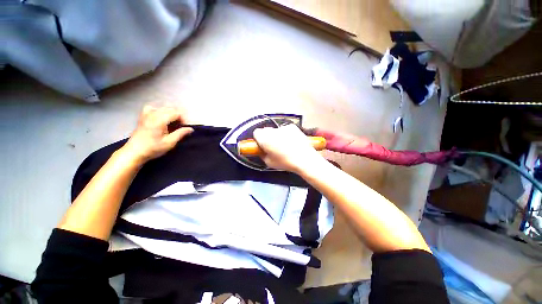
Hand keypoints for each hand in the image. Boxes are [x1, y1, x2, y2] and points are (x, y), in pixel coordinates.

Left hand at [121, 105, 192, 164]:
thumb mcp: (170, 142)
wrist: (134, 152)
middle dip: (178, 117)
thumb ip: (181, 133)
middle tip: (180, 128)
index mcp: (159, 120)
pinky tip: (161, 118)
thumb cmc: (153, 148)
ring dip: (171, 114)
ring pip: (163, 108)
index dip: (183, 119)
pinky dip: (160, 111)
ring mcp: (146, 114)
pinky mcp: (143, 116)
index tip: (184, 128)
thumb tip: (191, 129)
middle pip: (171, 109)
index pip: (177, 112)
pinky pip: (153, 108)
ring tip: (172, 124)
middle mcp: (153, 114)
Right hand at [253, 124, 323, 172]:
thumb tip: (261, 151)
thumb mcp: (269, 163)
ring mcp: (283, 127)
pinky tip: (291, 141)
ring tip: (284, 144)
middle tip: (273, 146)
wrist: (305, 159)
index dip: (258, 139)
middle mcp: (273, 130)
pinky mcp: (292, 127)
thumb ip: (262, 155)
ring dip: (277, 135)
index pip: (256, 133)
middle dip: (267, 137)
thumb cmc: (286, 162)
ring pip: (275, 130)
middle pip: (265, 130)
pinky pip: (285, 129)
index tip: (261, 145)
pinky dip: (286, 134)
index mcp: (265, 139)